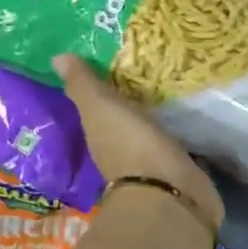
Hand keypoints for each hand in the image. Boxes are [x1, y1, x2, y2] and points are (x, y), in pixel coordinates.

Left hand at [54, 55, 223, 238]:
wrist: (172, 192)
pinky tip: (191, 105)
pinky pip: (177, 136)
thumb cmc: (130, 146)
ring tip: (172, 75)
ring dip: (156, 108)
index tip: (111, 55)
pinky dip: (179, 123)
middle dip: (132, 93)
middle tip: (146, 58)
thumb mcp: (100, 108)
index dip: (101, 83)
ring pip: (151, 125)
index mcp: (99, 133)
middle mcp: (121, 147)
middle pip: (124, 114)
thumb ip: (83, 85)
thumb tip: (56, 56)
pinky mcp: (181, 164)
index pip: (97, 103)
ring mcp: (152, 159)